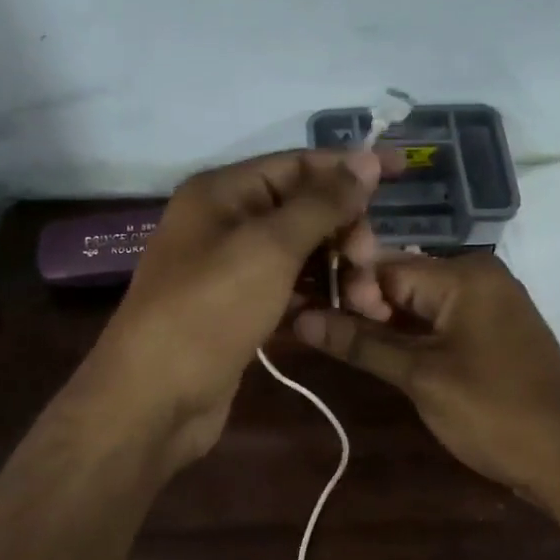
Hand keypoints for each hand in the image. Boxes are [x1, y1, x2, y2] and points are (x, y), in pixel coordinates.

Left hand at [83, 149, 393, 475]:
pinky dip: (319, 294)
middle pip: (304, 209)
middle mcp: (226, 221)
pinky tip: (346, 312)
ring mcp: (232, 267)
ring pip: (302, 251)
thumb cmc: (209, 310)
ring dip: (339, 269)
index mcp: (224, 192)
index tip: (405, 172)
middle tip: (370, 266)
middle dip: (346, 232)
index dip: (351, 167)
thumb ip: (322, 203)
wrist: (154, 399)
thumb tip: (368, 159)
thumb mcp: (270, 247)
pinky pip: (291, 286)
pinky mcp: (241, 307)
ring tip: (368, 301)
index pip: (299, 164)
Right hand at [291, 254, 559, 497]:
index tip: (312, 319)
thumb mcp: (420, 377)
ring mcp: (489, 303)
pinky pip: (441, 321)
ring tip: (341, 345)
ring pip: (419, 303)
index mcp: (463, 273)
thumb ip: (360, 343)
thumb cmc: (495, 412)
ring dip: (384, 326)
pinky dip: (412, 337)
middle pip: (401, 281)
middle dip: (362, 308)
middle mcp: (478, 275)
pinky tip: (382, 355)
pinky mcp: (493, 331)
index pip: (384, 266)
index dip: (347, 292)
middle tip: (320, 335)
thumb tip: (300, 318)